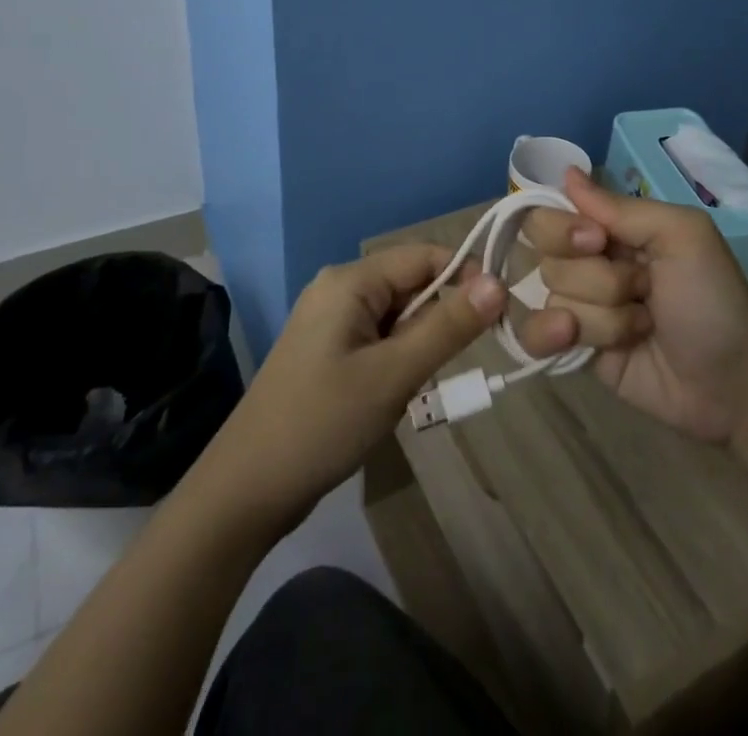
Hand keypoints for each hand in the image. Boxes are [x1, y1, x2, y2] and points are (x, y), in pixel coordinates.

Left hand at [198, 246, 505, 533]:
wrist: (246, 490)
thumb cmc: (323, 423)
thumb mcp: (394, 374)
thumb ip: (448, 326)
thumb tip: (499, 282)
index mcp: (350, 280)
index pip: (424, 256)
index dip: (466, 276)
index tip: (501, 314)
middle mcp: (339, 289)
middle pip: (411, 285)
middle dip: (440, 318)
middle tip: (454, 364)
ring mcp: (330, 321)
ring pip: (398, 316)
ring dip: (419, 345)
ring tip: (417, 386)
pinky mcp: (328, 351)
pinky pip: (379, 338)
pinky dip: (399, 359)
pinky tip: (395, 395)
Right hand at [519, 167, 747, 442]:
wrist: (733, 382)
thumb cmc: (713, 297)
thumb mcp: (681, 235)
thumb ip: (620, 207)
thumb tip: (566, 173)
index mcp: (611, 229)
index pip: (551, 212)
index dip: (563, 228)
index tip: (597, 241)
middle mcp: (589, 263)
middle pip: (546, 256)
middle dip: (594, 277)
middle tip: (639, 288)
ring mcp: (580, 308)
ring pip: (552, 298)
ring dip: (601, 315)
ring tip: (642, 327)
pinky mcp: (574, 350)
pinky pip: (535, 336)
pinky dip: (550, 336)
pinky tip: (574, 341)